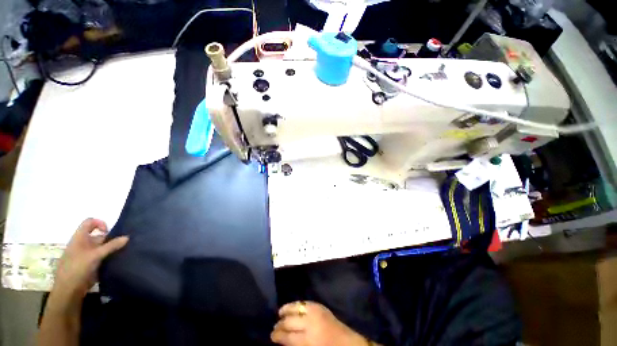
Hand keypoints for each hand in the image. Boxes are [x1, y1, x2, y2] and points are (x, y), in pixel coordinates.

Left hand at [51, 218, 128, 304]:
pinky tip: (116, 260)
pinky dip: (109, 256)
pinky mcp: (90, 263)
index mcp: (80, 237)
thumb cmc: (78, 267)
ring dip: (111, 248)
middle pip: (98, 235)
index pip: (89, 222)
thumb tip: (127, 237)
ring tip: (122, 252)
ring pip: (102, 247)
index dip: (100, 223)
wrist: (69, 290)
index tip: (109, 232)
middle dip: (111, 238)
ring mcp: (86, 254)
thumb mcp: (96, 255)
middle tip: (122, 243)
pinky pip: (102, 256)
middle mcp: (83, 243)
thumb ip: (112, 246)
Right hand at [271, 301, 368, 345]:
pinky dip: (296, 304)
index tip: (271, 336)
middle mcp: (311, 323)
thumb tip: (282, 339)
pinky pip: (304, 302)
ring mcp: (316, 311)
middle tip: (274, 327)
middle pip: (290, 321)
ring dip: (286, 310)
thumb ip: (295, 344)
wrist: (346, 343)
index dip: (278, 336)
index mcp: (309, 340)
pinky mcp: (319, 305)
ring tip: (279, 313)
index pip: (288, 337)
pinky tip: (291, 307)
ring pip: (296, 307)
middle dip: (280, 324)